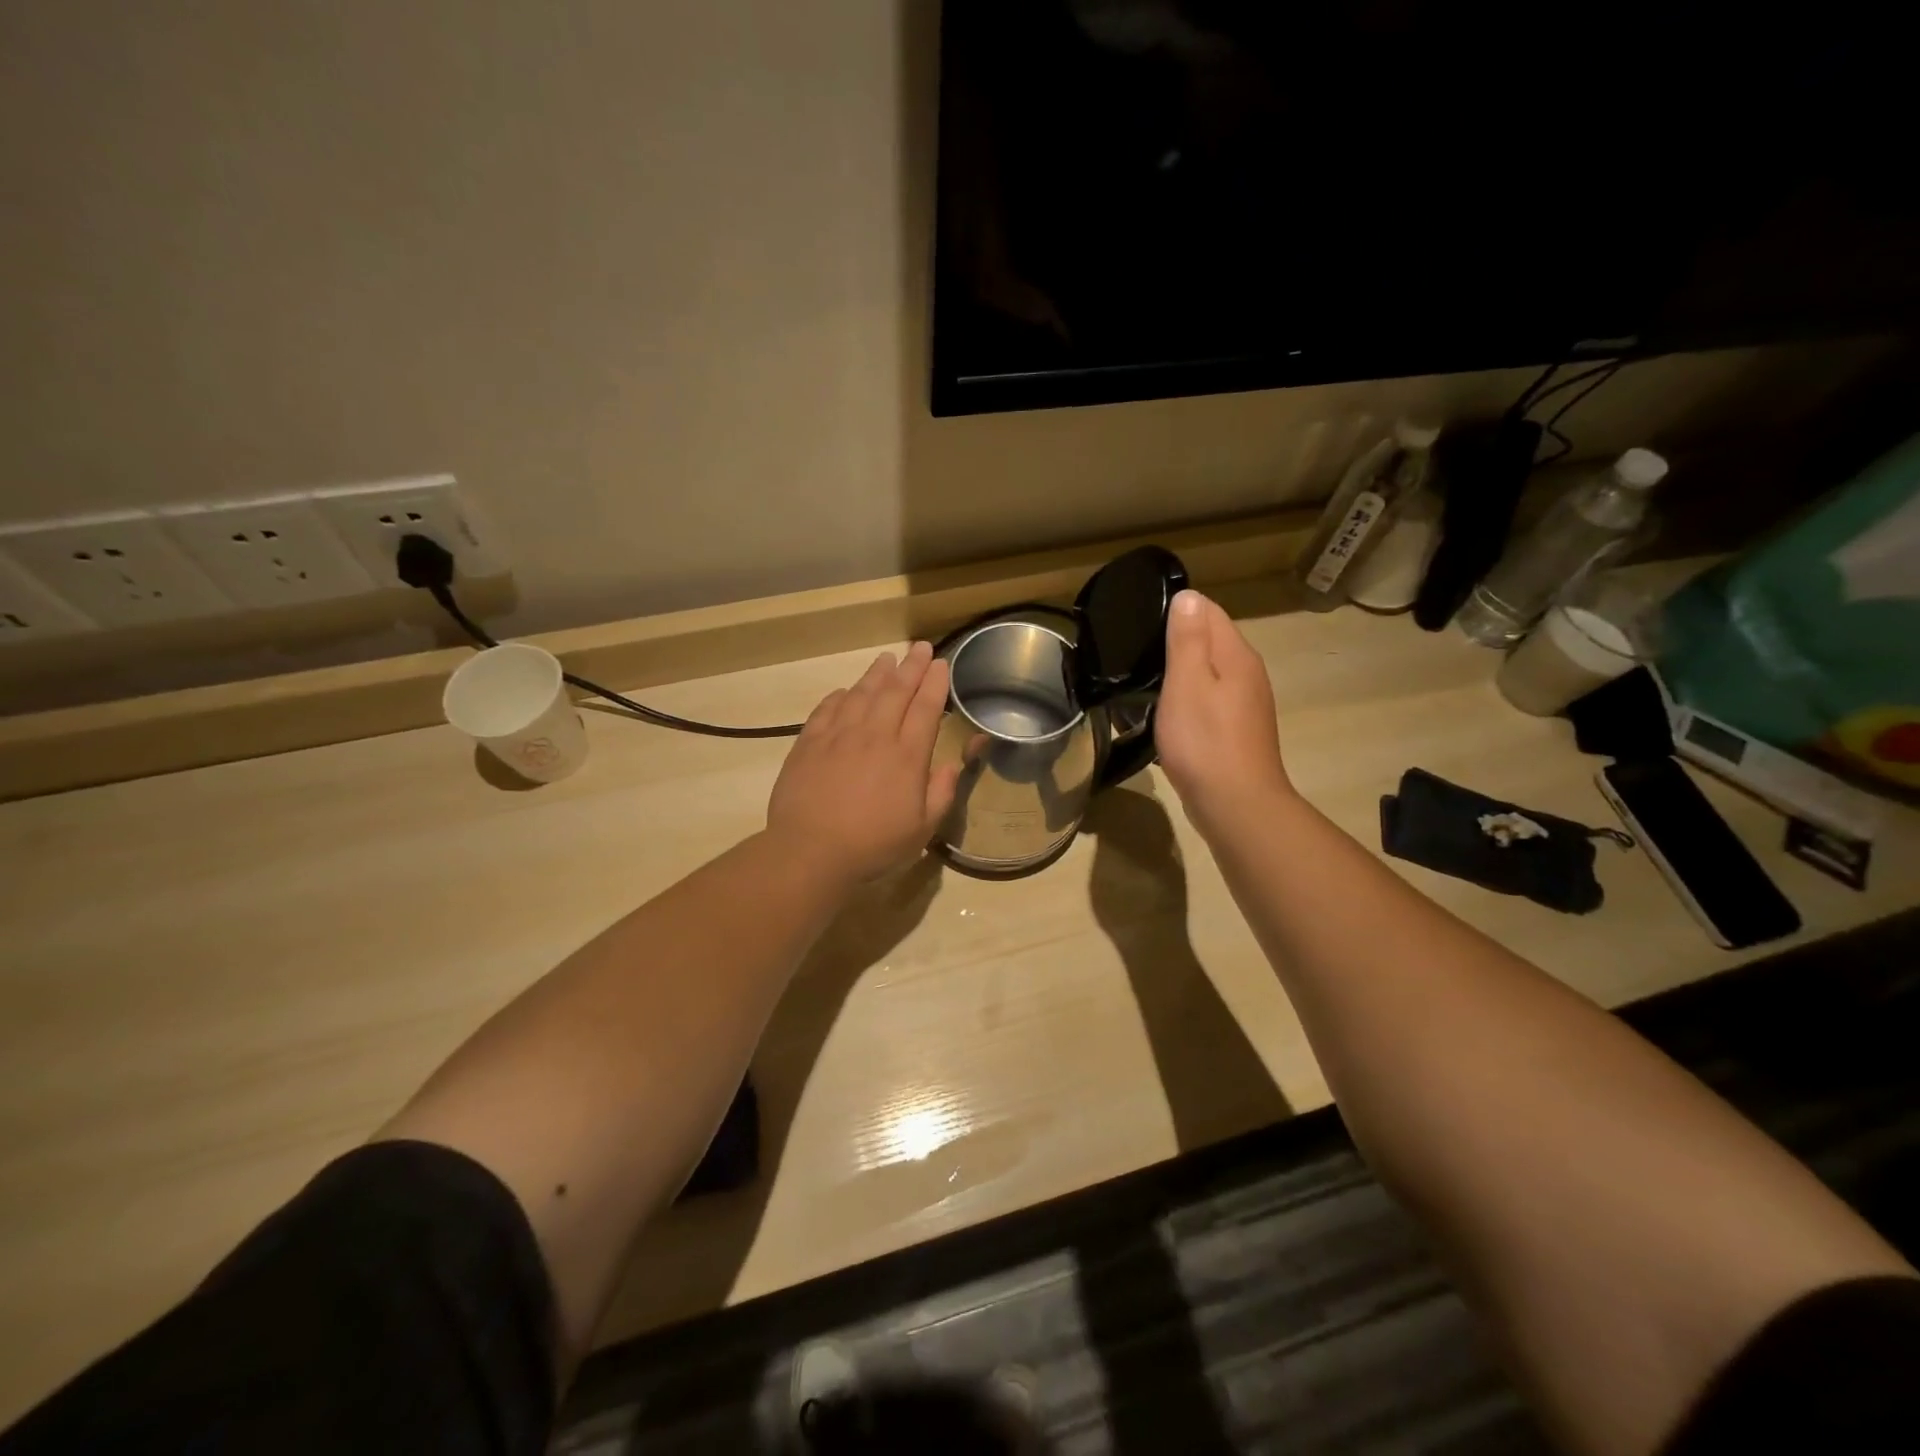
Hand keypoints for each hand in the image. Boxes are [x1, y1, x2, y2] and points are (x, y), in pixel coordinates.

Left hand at [767, 642, 960, 885]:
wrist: (811, 851)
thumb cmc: (873, 845)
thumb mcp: (922, 830)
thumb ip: (940, 794)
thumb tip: (950, 766)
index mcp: (906, 756)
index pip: (926, 708)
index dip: (935, 683)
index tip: (941, 664)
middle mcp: (875, 736)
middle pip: (896, 691)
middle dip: (911, 667)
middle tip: (920, 648)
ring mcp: (839, 736)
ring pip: (861, 694)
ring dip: (876, 674)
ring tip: (887, 658)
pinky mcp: (809, 743)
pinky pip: (827, 710)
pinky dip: (839, 697)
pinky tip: (844, 691)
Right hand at [1155, 590, 1292, 833]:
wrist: (1235, 804)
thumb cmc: (1205, 741)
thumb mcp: (1187, 683)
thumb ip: (1187, 639)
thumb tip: (1188, 596)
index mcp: (1236, 655)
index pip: (1208, 611)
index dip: (1176, 611)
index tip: (1140, 622)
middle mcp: (1247, 673)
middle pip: (1210, 641)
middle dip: (1176, 641)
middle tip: (1135, 652)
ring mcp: (1246, 704)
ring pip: (1209, 673)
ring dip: (1181, 673)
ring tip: (1144, 682)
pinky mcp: (1237, 730)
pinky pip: (1210, 700)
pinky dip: (1188, 700)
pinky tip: (1167, 714)